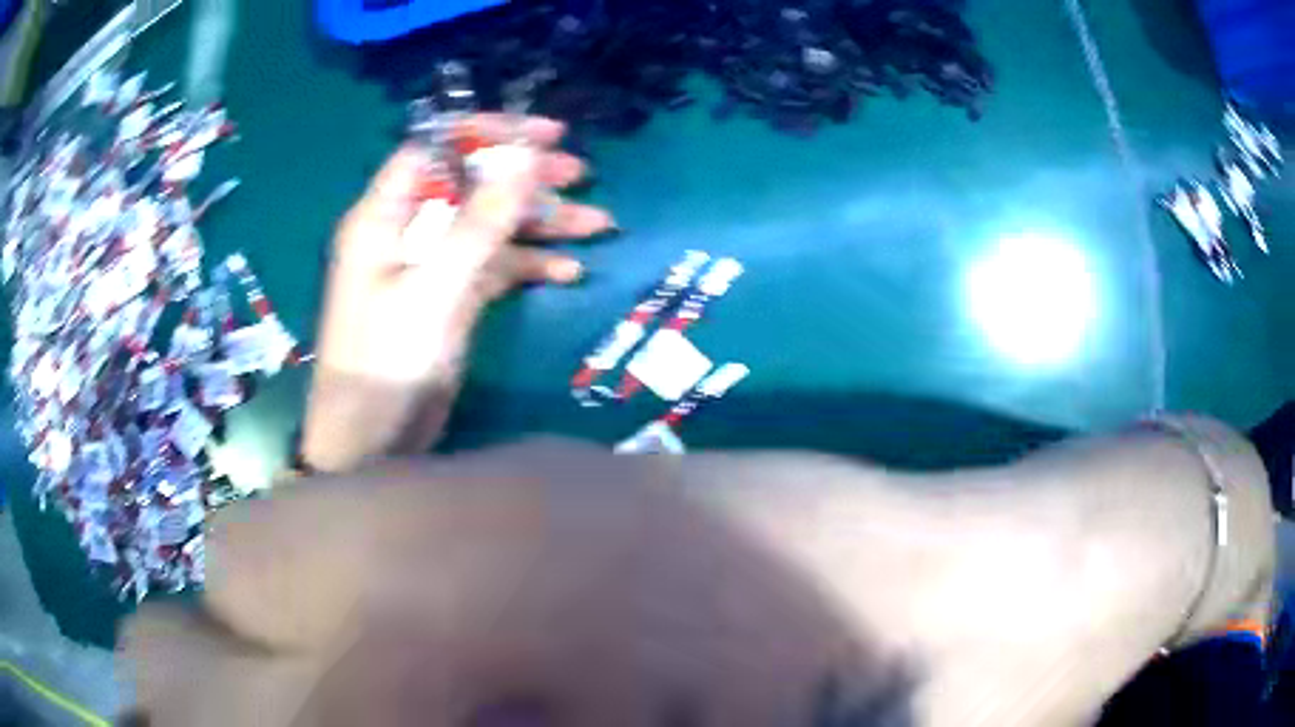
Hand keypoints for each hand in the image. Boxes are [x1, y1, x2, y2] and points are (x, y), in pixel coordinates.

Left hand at [316, 114, 614, 383]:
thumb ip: (480, 221)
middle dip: (525, 178)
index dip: (487, 134)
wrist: (372, 441)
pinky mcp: (448, 298)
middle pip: (470, 184)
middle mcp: (406, 231)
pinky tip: (570, 271)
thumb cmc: (388, 362)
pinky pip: (493, 266)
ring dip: (540, 223)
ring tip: (598, 223)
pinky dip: (530, 265)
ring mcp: (429, 266)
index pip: (435, 149)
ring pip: (489, 225)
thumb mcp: (436, 288)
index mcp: (384, 216)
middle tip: (580, 175)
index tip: (545, 135)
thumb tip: (524, 157)